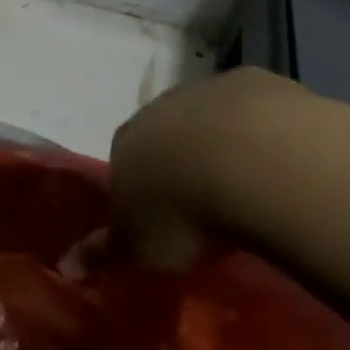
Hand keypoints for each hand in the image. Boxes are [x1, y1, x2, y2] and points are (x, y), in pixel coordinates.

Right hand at [109, 68, 314, 267]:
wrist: (252, 162)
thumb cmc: (183, 213)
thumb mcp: (139, 248)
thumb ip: (106, 253)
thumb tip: (68, 265)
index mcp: (125, 143)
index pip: (124, 164)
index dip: (144, 190)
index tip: (165, 219)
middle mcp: (159, 109)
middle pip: (166, 136)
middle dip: (182, 163)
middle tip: (208, 205)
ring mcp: (208, 91)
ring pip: (210, 119)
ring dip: (224, 145)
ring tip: (251, 188)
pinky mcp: (256, 83)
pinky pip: (256, 110)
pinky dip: (264, 132)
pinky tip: (282, 162)